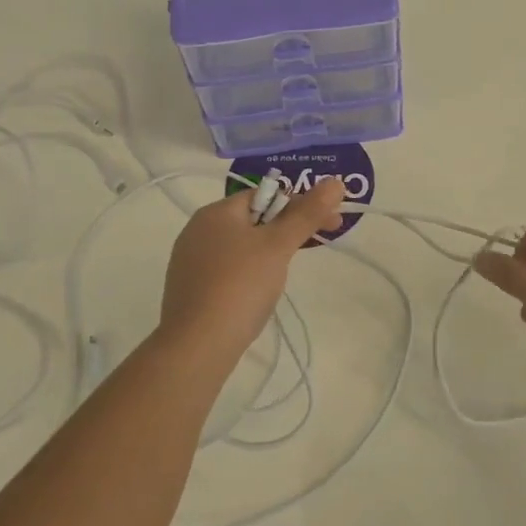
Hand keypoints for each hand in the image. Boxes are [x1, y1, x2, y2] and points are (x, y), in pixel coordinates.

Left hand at [159, 177, 346, 358]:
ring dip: (269, 252)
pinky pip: (228, 270)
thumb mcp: (279, 245)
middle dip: (287, 229)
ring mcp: (190, 262)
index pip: (265, 195)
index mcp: (215, 212)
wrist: (198, 344)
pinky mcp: (190, 289)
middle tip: (316, 245)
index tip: (329, 224)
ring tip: (285, 275)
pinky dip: (249, 274)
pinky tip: (257, 295)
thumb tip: (335, 182)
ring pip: (241, 246)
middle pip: (253, 220)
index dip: (300, 204)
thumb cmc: (241, 285)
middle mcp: (197, 230)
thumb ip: (307, 213)